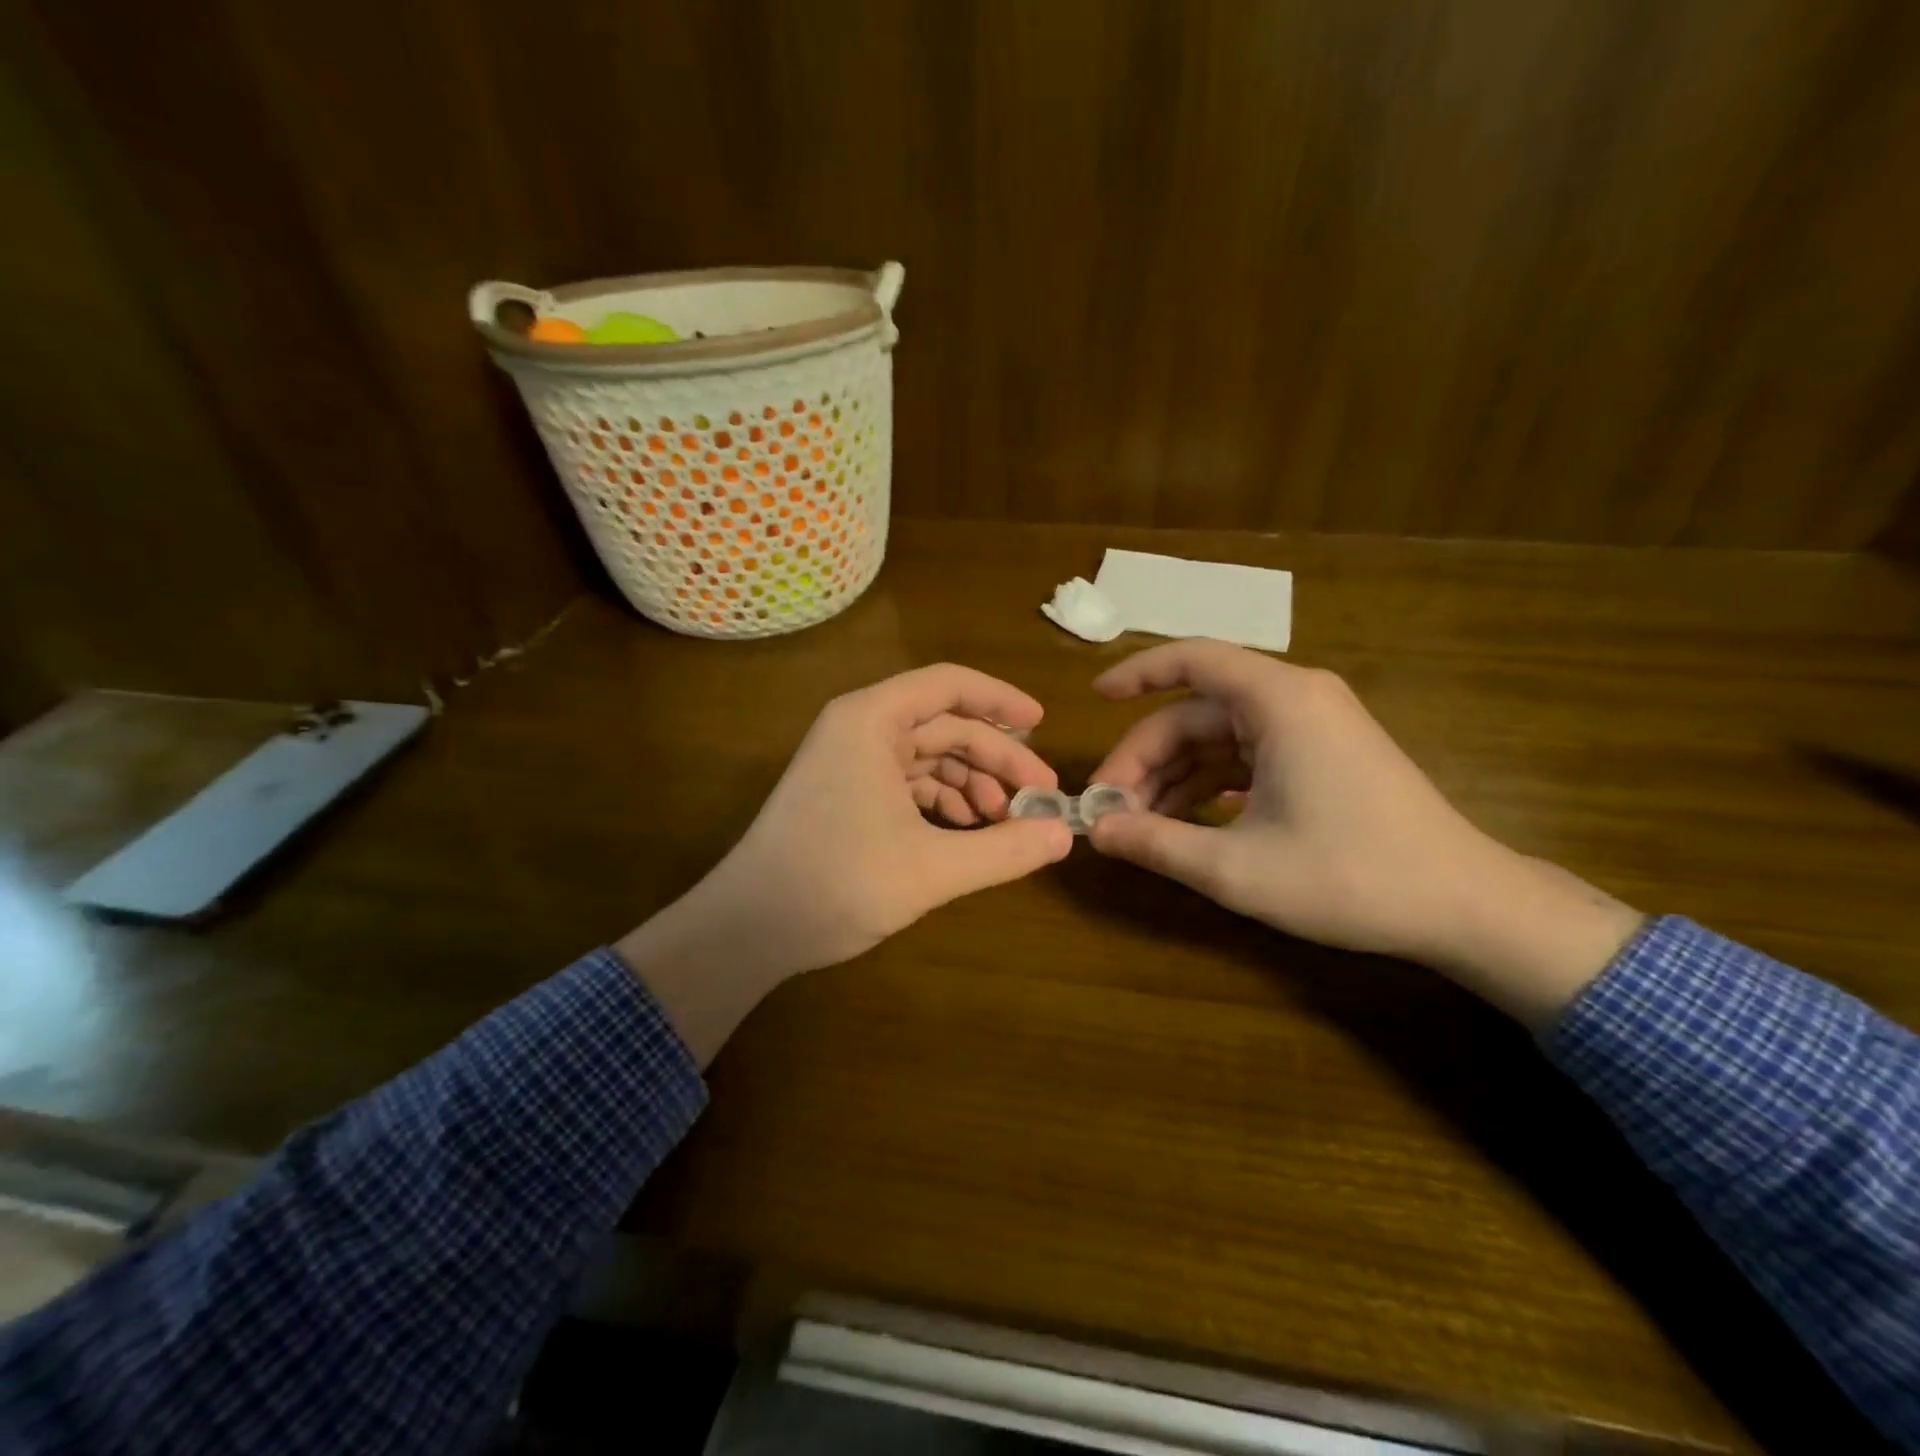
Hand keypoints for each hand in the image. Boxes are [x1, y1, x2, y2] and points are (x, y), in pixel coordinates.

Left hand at [618, 664, 1071, 1060]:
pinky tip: (966, 832)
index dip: (1001, 700)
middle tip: (1039, 796)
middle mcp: (858, 728)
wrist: (749, 928)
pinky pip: (907, 782)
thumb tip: (1065, 836)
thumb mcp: (932, 869)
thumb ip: (1004, 850)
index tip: (1044, 724)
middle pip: (944, 725)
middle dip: (995, 758)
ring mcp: (849, 761)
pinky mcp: (845, 793)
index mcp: (871, 720)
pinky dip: (942, 802)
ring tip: (1004, 822)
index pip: (949, 685)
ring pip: (927, 756)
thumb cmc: (838, 882)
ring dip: (971, 784)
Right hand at [1086, 641, 1642, 1027]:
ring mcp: (1312, 729)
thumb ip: (1157, 844)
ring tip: (1138, 827)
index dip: (1136, 674)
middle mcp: (1295, 700)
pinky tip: (1184, 824)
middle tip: (1110, 811)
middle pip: (1196, 714)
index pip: (1192, 660)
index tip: (1094, 701)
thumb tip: (1095, 832)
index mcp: (1280, 702)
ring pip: (1218, 740)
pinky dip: (1209, 786)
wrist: (1465, 907)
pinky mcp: (1321, 757)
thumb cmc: (1351, 877)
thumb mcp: (1238, 869)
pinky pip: (1246, 758)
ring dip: (1174, 778)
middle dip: (1146, 759)